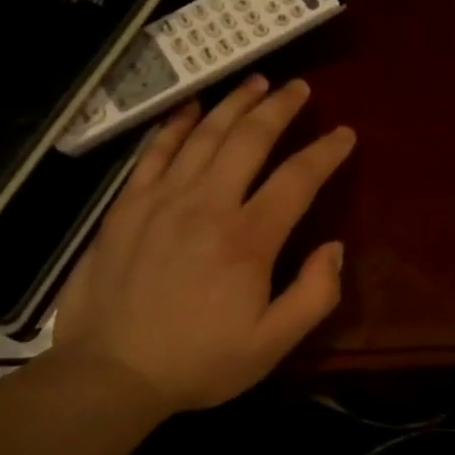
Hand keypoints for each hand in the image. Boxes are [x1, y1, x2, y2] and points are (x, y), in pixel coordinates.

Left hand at [39, 76, 355, 414]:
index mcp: (248, 239)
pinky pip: (156, 150)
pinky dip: (177, 124)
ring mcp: (162, 199)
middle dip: (280, 107)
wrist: (110, 372)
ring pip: (205, 134)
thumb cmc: (198, 362)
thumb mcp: (271, 345)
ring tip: (257, 82)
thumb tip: (335, 247)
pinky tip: (192, 107)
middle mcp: (208, 204)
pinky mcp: (128, 205)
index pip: (297, 178)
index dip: (325, 152)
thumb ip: (314, 295)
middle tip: (299, 88)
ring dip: (235, 103)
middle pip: (250, 139)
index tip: (344, 135)